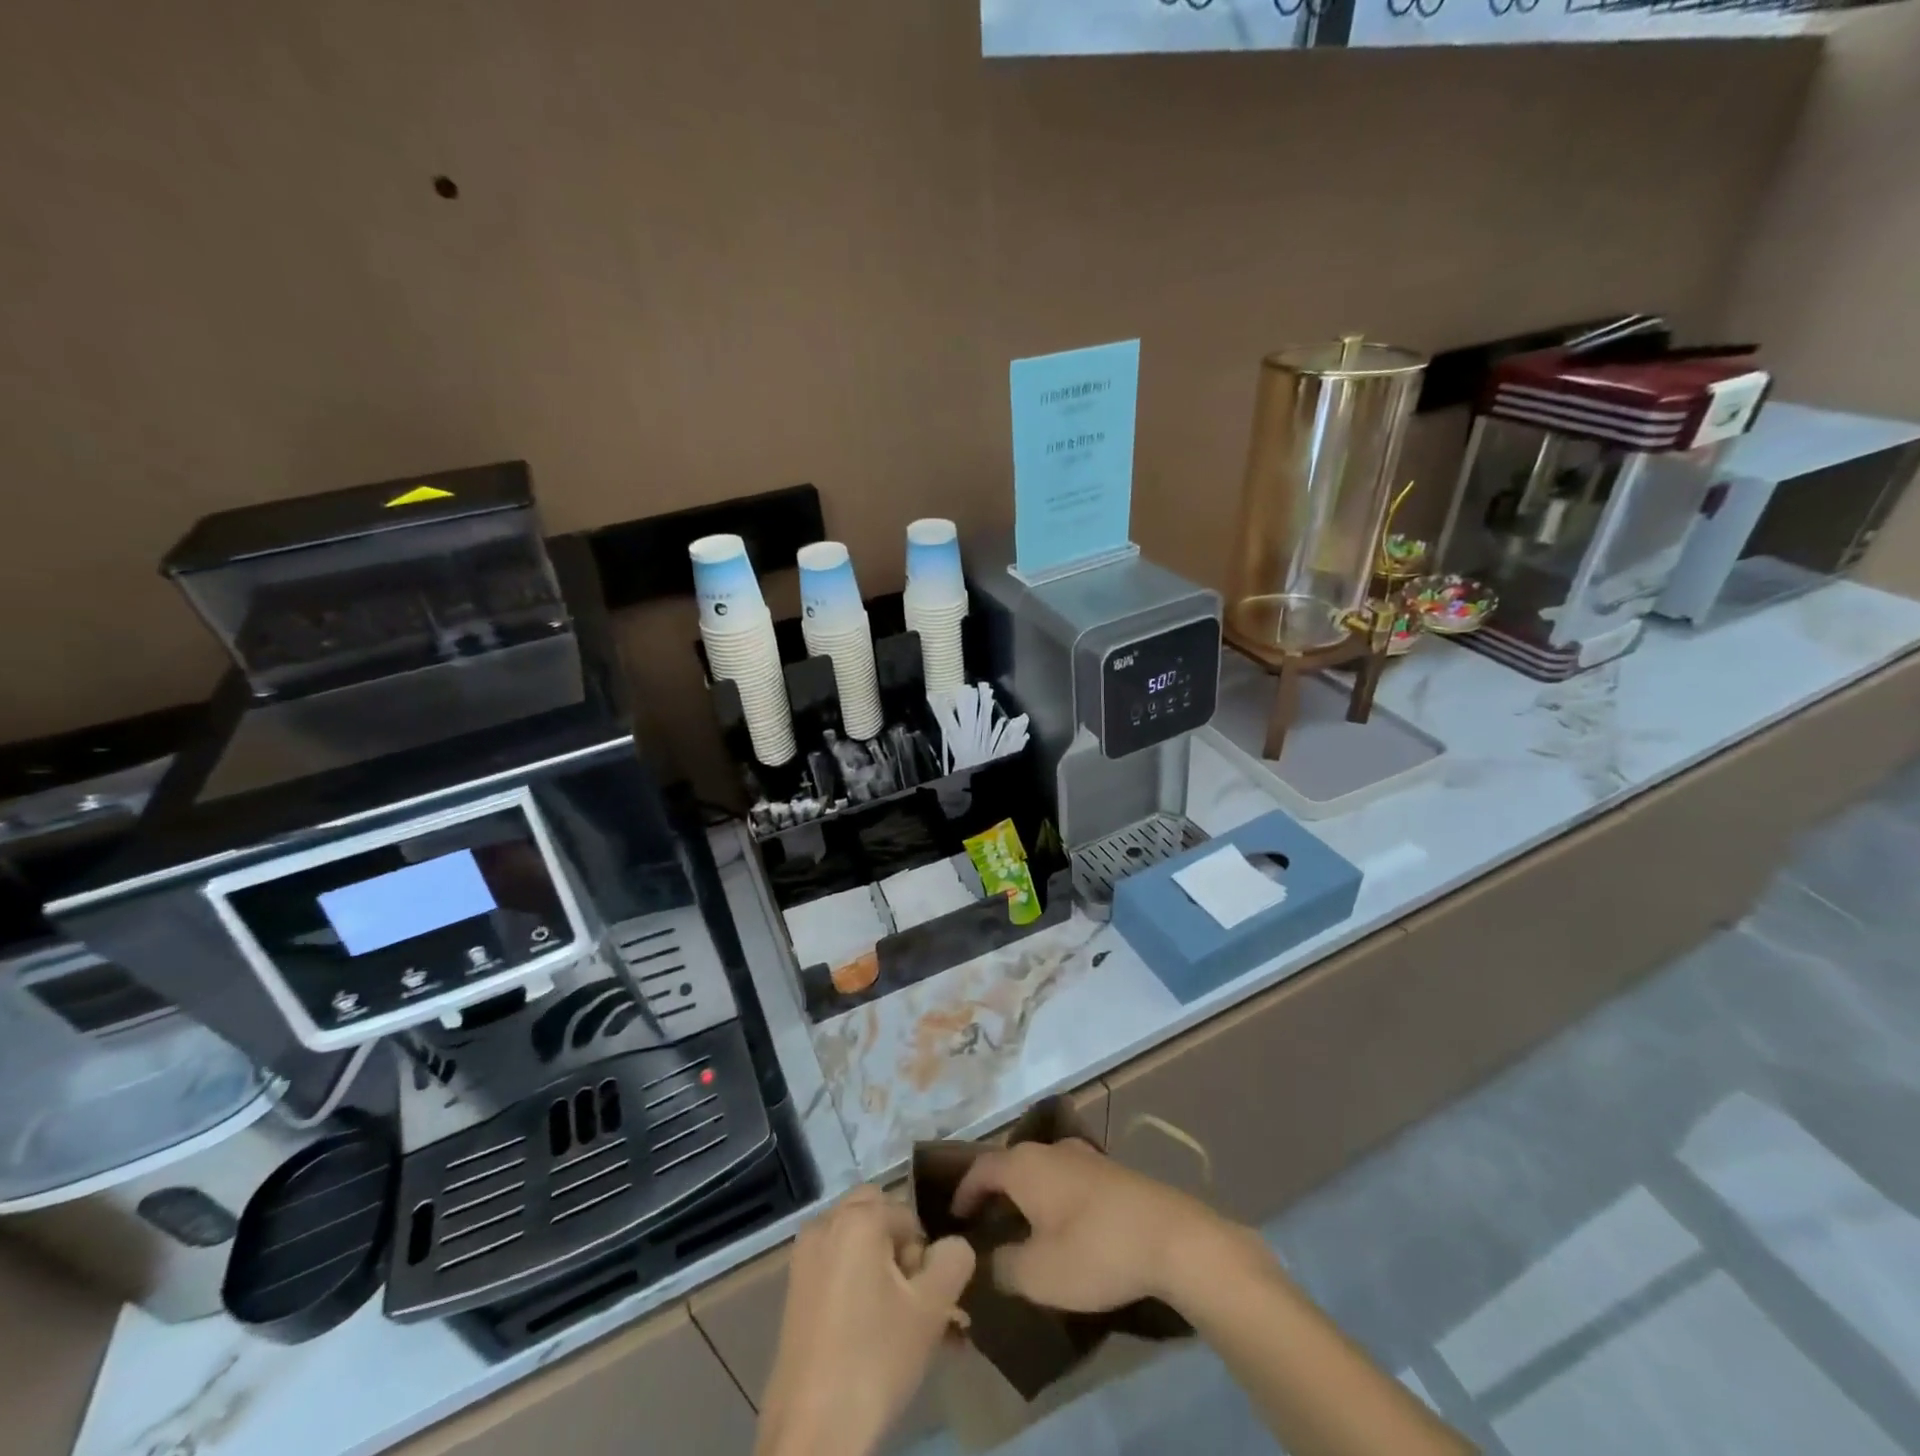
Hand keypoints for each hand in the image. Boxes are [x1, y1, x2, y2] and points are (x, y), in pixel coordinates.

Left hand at [755, 1186, 974, 1455]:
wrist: (812, 1432)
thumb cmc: (875, 1358)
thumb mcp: (932, 1308)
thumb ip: (953, 1261)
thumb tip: (953, 1245)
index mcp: (857, 1217)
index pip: (909, 1217)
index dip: (924, 1257)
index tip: (925, 1300)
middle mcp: (826, 1224)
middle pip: (878, 1218)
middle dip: (900, 1252)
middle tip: (911, 1301)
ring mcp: (804, 1257)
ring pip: (857, 1245)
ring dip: (882, 1271)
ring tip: (900, 1324)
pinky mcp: (794, 1290)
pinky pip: (836, 1267)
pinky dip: (857, 1285)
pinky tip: (872, 1332)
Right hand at [950, 1138, 1229, 1312]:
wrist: (1170, 1238)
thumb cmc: (1095, 1251)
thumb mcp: (1038, 1274)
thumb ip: (1002, 1267)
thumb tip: (986, 1261)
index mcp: (1024, 1165)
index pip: (980, 1169)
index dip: (962, 1192)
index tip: (952, 1219)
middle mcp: (1049, 1150)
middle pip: (1009, 1164)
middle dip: (993, 1192)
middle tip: (982, 1226)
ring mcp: (1082, 1156)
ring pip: (1039, 1170)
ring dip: (1024, 1194)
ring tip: (1018, 1227)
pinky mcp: (1108, 1172)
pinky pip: (1064, 1178)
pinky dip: (1051, 1196)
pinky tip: (1060, 1224)